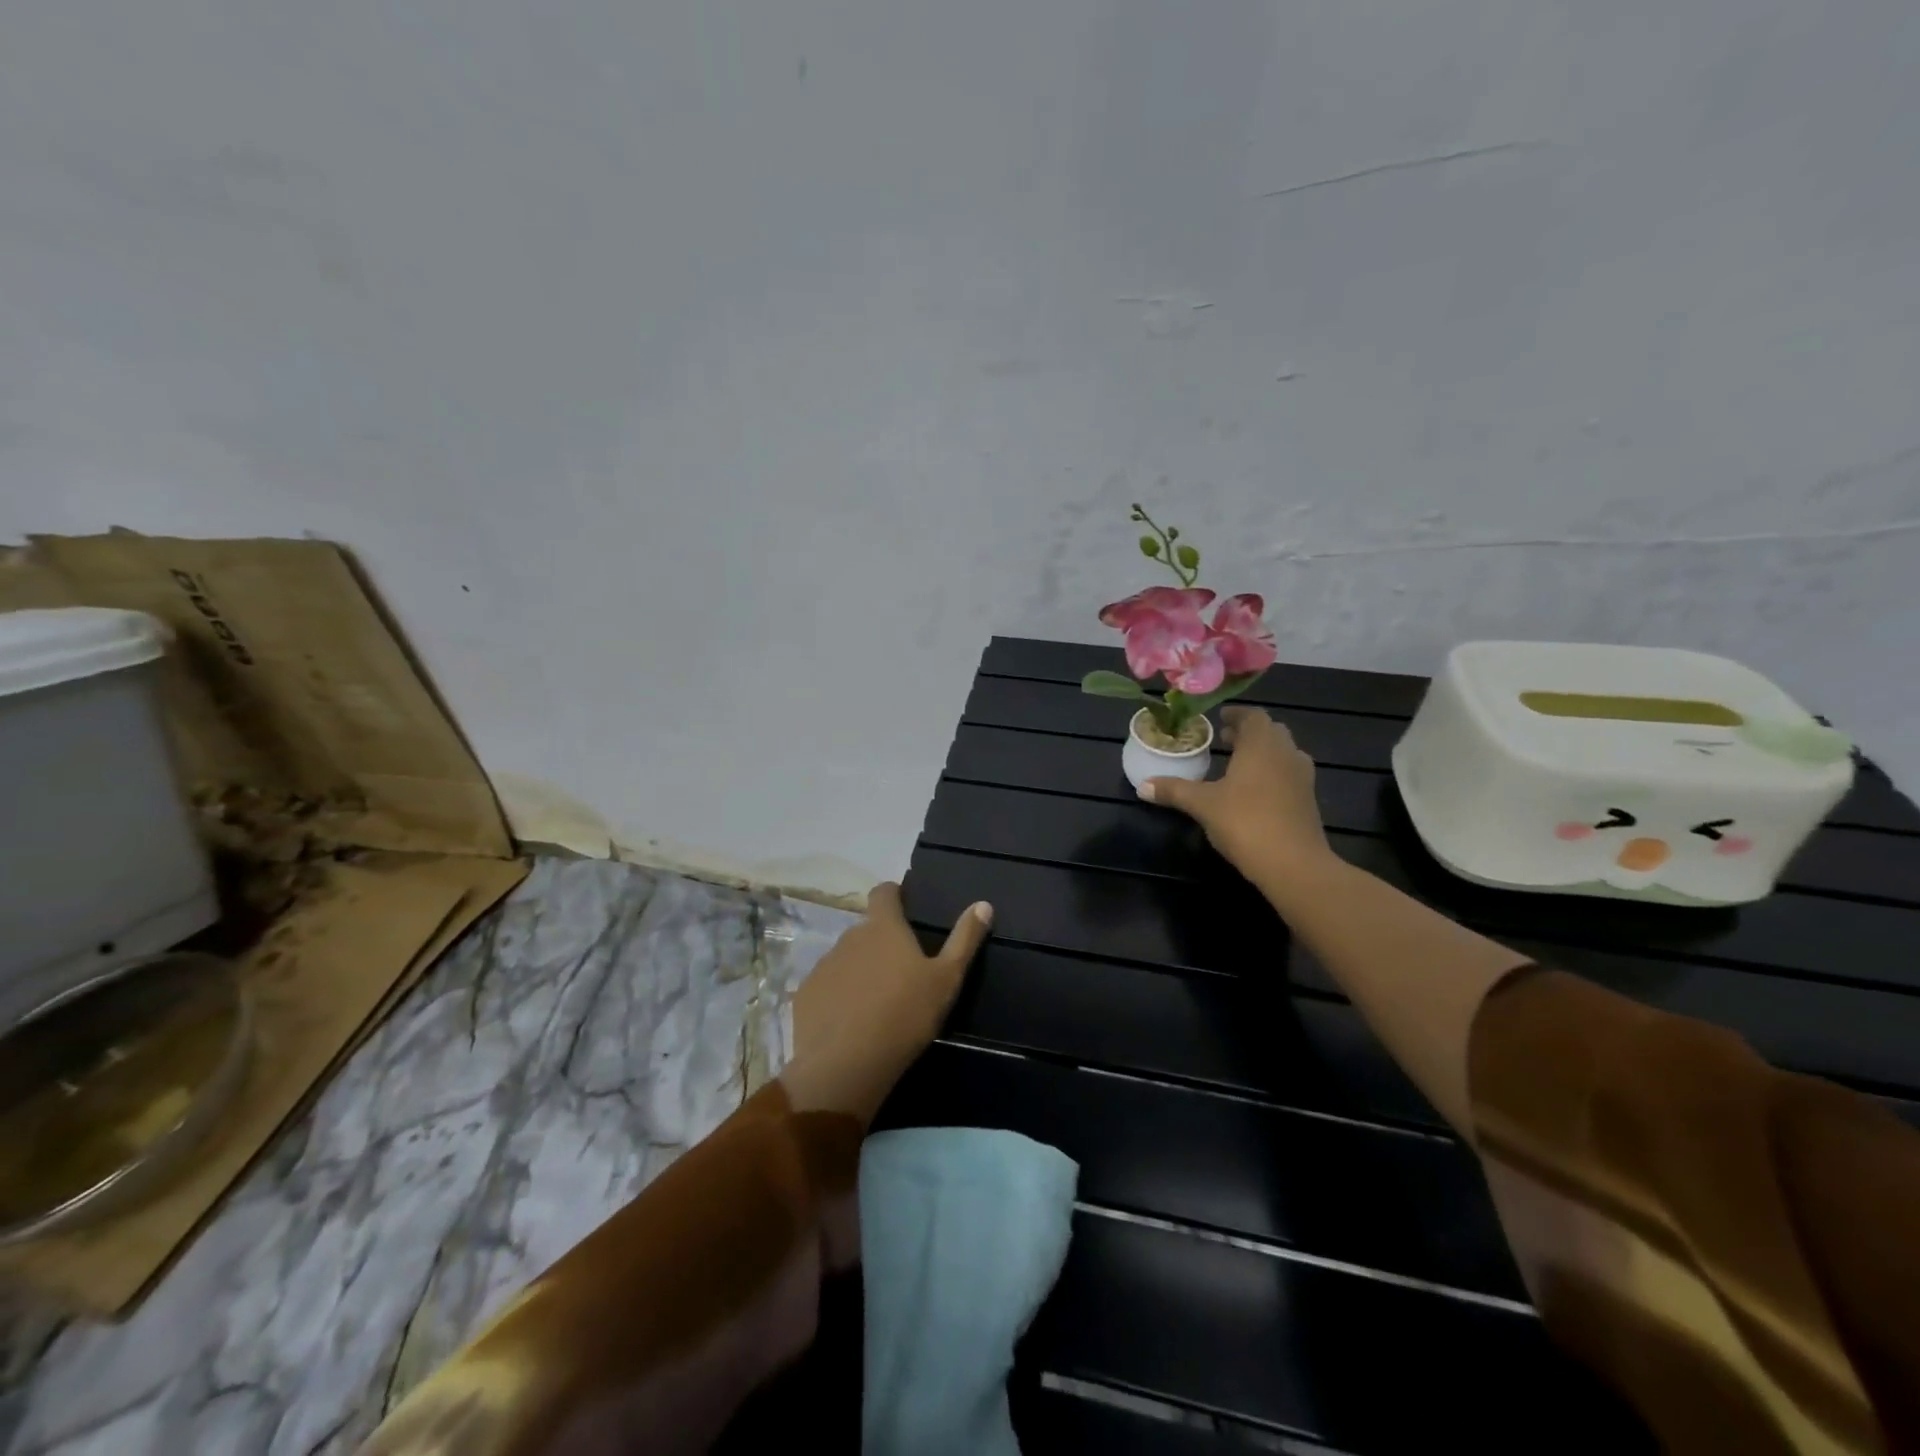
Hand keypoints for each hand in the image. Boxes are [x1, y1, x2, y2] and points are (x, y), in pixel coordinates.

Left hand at [782, 884, 992, 1123]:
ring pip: (846, 958)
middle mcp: (849, 936)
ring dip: (859, 969)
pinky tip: (850, 1021)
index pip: (884, 892)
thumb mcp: (947, 979)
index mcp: (883, 927)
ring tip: (876, 999)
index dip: (894, 895)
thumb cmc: (905, 1015)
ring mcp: (823, 965)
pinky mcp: (805, 994)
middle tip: (900, 970)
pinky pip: (826, 986)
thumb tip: (983, 903)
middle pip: (866, 929)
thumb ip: (964, 939)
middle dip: (880, 941)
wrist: (846, 1065)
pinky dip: (838, 995)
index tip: (905, 907)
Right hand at [1140, 705, 1331, 886]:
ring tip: (1238, 764)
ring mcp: (1302, 777)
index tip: (1219, 719)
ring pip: (1283, 753)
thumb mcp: (1202, 805)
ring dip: (1262, 752)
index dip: (1236, 714)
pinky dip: (1273, 772)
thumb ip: (1174, 791)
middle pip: (1270, 732)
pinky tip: (1254, 791)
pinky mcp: (1308, 800)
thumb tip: (1142, 786)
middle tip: (1225, 739)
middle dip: (1248, 733)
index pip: (1253, 716)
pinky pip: (1289, 774)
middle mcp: (1286, 754)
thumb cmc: (1245, 822)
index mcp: (1261, 746)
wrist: (1294, 864)